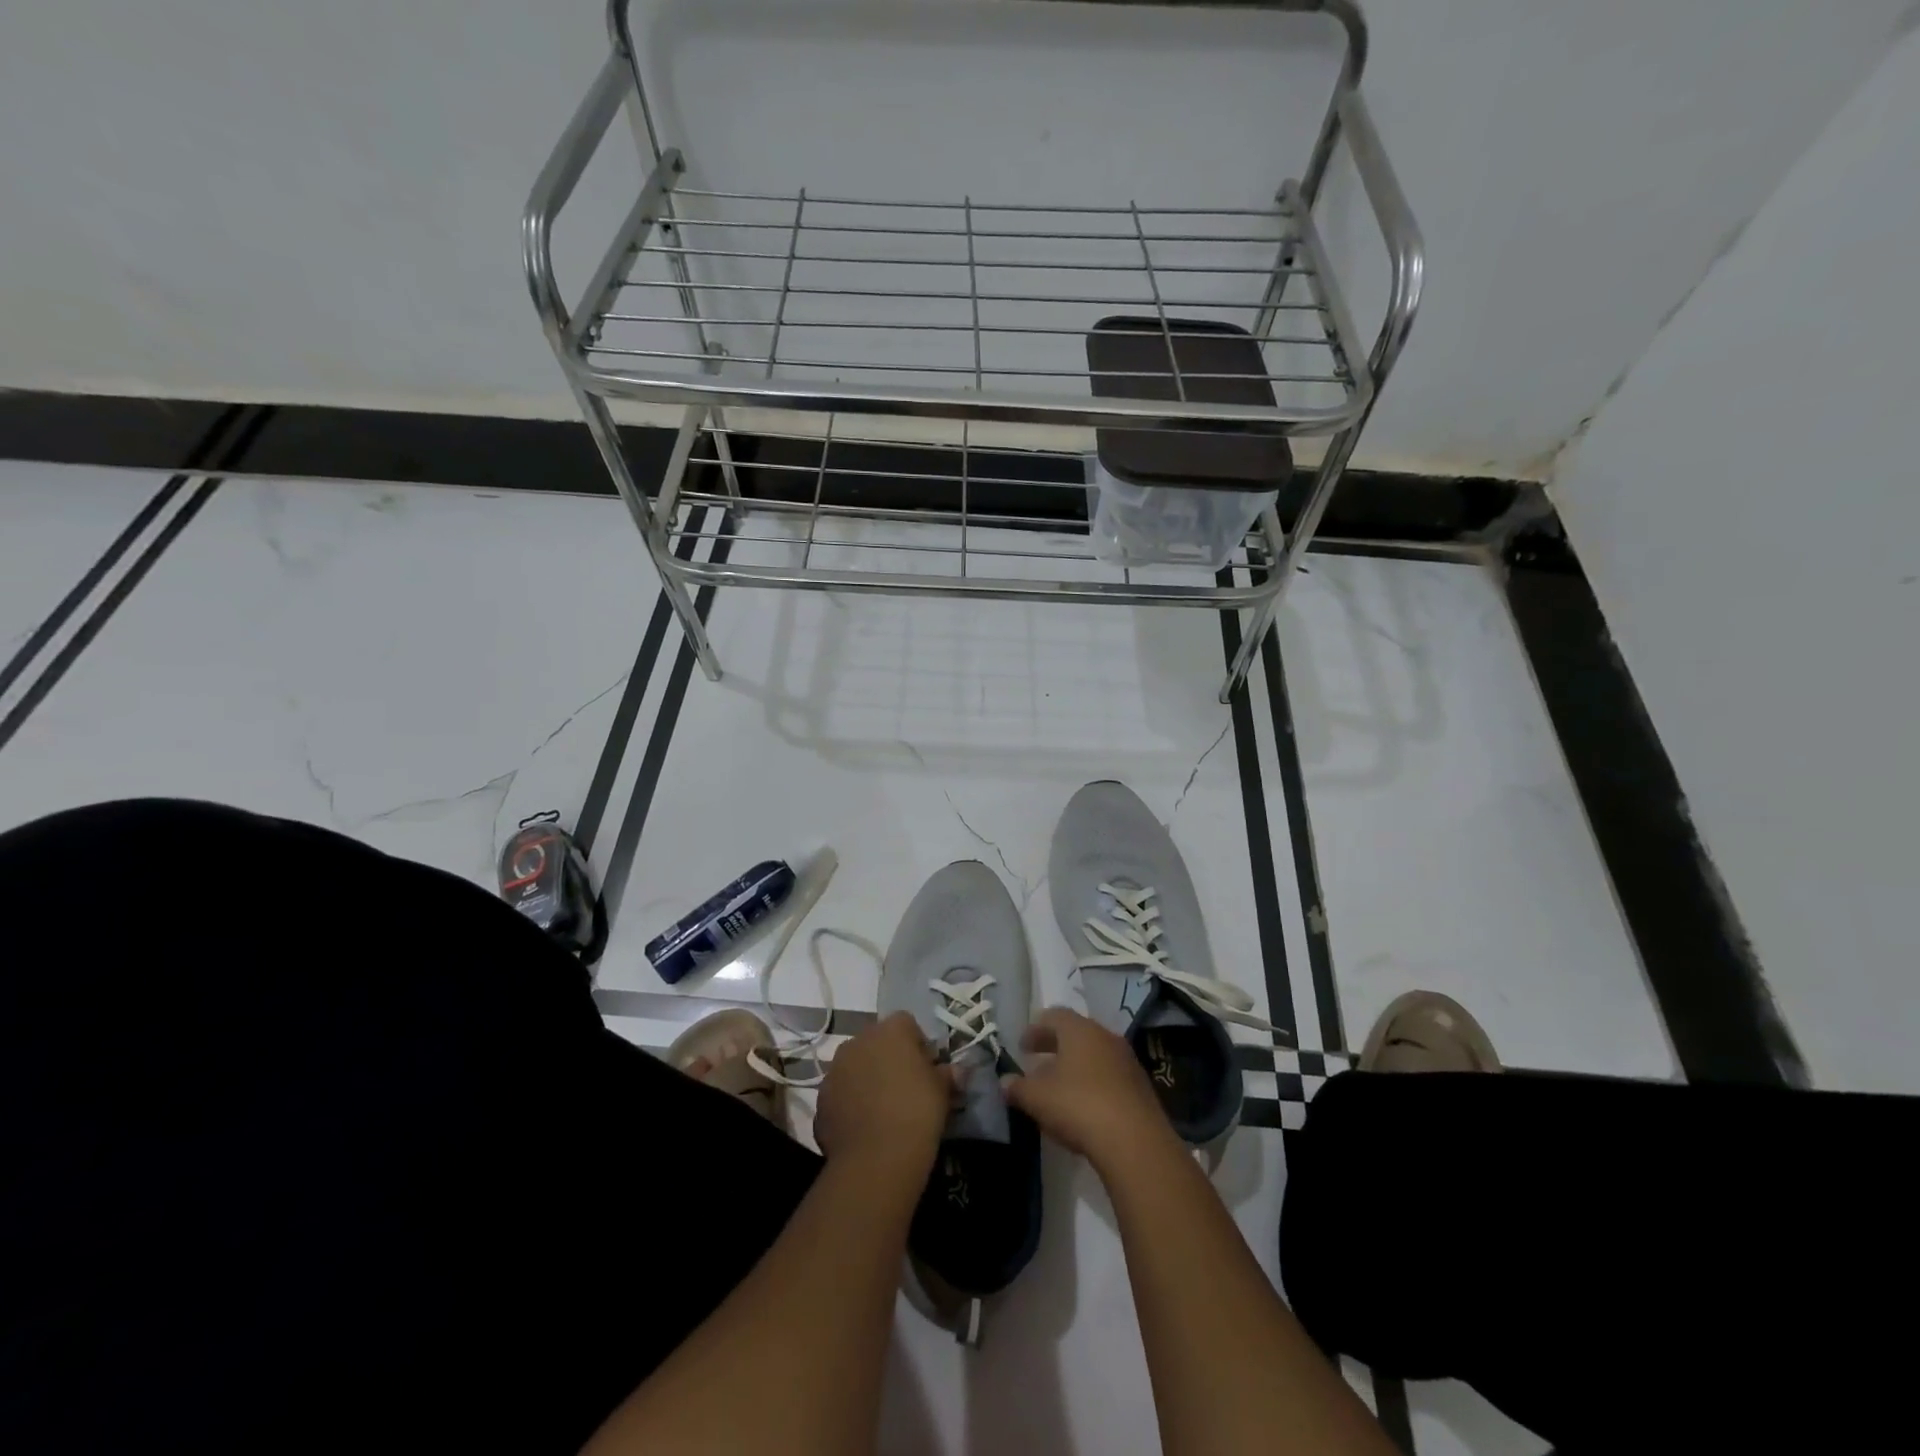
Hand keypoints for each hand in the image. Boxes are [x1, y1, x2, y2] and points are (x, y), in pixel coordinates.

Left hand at [814, 1011, 951, 1174]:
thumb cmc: (917, 1112)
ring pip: (856, 1066)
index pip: (907, 1024)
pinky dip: (851, 1102)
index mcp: (890, 1029)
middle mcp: (858, 1040)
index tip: (927, 1070)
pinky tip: (864, 1127)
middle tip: (905, 1089)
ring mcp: (835, 1068)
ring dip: (867, 1079)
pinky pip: (841, 1092)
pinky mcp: (821, 1098)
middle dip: (889, 1059)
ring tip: (883, 1110)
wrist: (876, 1158)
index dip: (918, 1044)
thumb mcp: (942, 1091)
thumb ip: (947, 1074)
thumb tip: (956, 1071)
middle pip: (877, 1042)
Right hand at [1003, 1007, 1179, 1171]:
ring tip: (1059, 1086)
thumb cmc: (1078, 1106)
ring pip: (1095, 1054)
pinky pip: (1110, 1076)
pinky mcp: (1141, 1087)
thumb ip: (1017, 1087)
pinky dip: (1093, 1083)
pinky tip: (1084, 1106)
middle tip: (1037, 1061)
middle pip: (1076, 1033)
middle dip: (1054, 1045)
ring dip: (1075, 1065)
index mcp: (1079, 1030)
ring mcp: (1127, 1061)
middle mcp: (1105, 1037)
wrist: (1135, 1141)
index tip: (1022, 1046)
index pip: (1054, 1016)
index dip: (1035, 1029)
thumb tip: (1005, 1081)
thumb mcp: (1037, 1098)